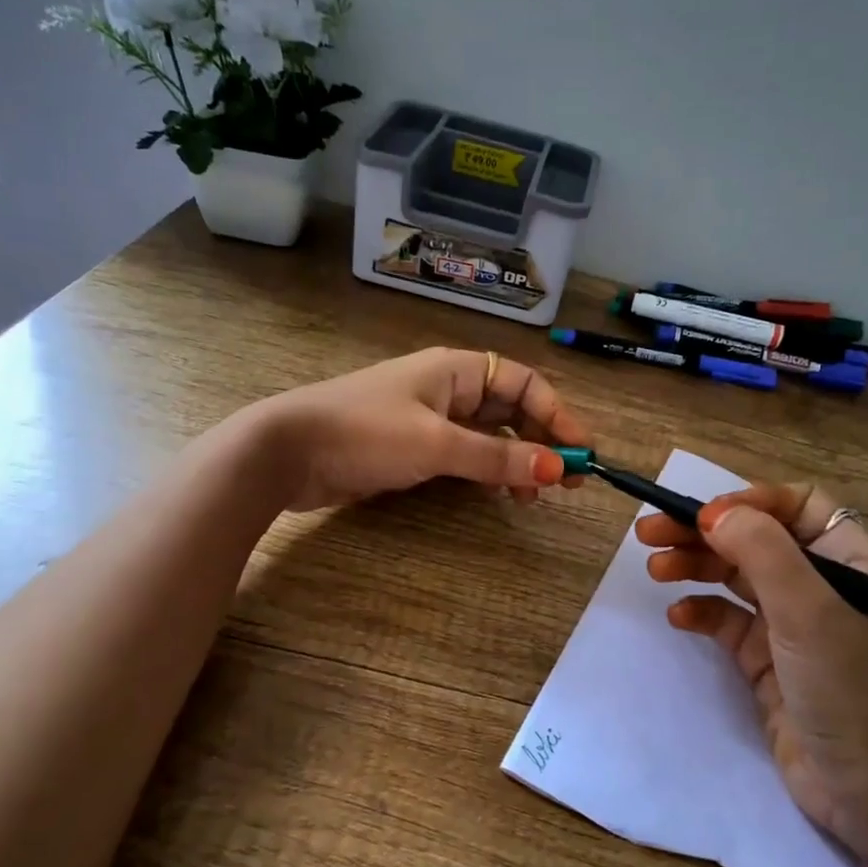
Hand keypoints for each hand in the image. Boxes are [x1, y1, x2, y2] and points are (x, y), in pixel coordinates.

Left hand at [250, 347, 590, 511]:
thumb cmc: (365, 433)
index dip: (557, 414)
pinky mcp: (412, 447)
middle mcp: (447, 389)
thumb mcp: (437, 444)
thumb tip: (557, 469)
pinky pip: (463, 455)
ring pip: (488, 436)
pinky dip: (486, 472)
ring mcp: (429, 419)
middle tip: (565, 482)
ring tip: (532, 496)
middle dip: (540, 441)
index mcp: (457, 370)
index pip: (524, 384)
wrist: (286, 451)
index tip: (581, 452)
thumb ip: (497, 458)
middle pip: (510, 410)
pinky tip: (496, 494)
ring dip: (515, 461)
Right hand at [637, 483, 867, 863]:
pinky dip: (701, 612)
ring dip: (695, 566)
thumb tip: (712, 513)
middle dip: (705, 532)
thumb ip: (763, 552)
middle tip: (651, 531)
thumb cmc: (846, 689)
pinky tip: (679, 618)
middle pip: (756, 538)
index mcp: (850, 561)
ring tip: (655, 568)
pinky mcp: (767, 659)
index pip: (799, 506)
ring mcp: (792, 623)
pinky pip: (727, 621)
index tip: (705, 516)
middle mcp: (822, 584)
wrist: (864, 792)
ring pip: (736, 576)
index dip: (751, 502)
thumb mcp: (808, 612)